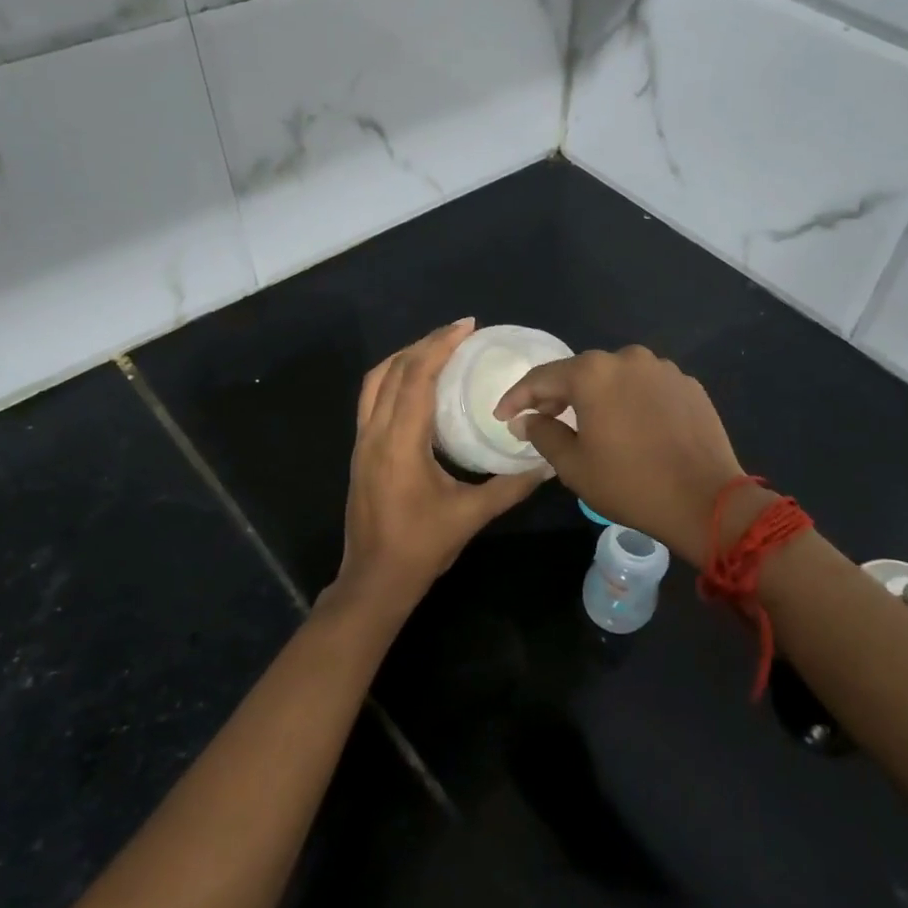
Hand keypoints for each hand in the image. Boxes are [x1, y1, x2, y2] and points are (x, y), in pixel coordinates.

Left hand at [332, 319, 545, 623]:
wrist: (374, 581)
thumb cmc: (421, 548)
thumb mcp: (471, 516)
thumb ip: (510, 487)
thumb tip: (546, 463)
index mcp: (400, 443)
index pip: (415, 377)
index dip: (440, 346)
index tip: (467, 326)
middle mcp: (375, 434)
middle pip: (392, 370)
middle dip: (424, 344)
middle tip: (460, 333)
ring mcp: (362, 442)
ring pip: (375, 382)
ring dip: (404, 358)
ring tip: (438, 349)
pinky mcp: (360, 452)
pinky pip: (371, 399)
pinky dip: (393, 378)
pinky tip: (418, 385)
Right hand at [494, 345, 753, 566]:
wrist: (706, 501)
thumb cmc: (630, 484)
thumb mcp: (574, 465)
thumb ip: (543, 434)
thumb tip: (526, 419)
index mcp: (593, 373)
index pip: (542, 377)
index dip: (518, 397)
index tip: (503, 415)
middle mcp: (628, 358)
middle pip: (581, 371)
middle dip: (558, 393)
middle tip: (542, 418)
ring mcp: (663, 368)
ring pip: (616, 376)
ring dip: (597, 394)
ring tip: (588, 421)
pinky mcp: (688, 384)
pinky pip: (646, 386)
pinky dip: (630, 399)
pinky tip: (630, 425)